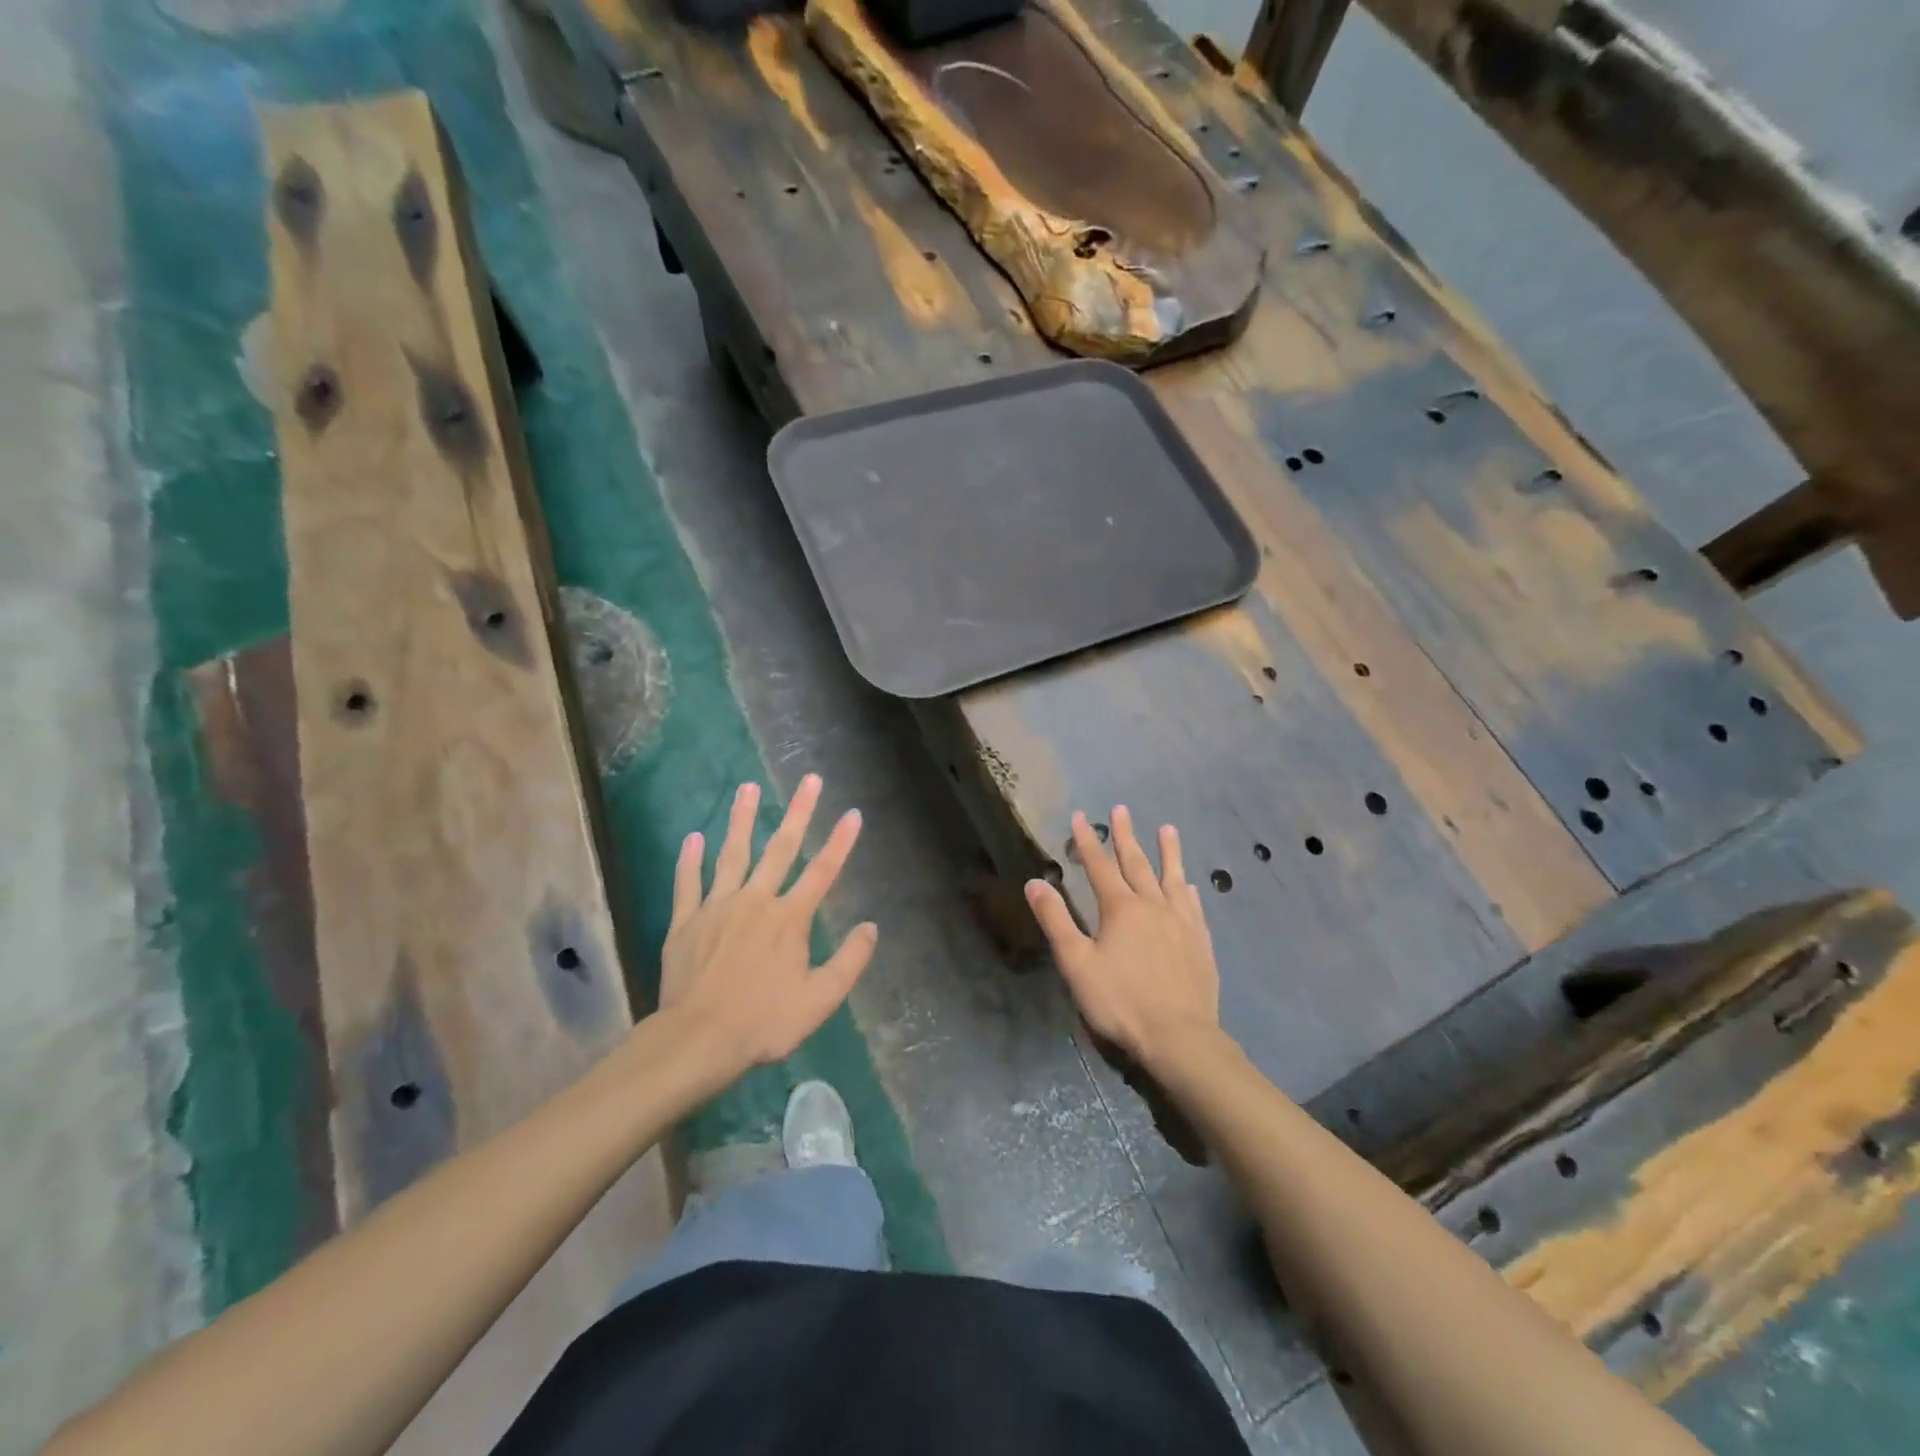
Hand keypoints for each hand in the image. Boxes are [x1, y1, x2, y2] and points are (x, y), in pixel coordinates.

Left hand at [660, 775, 876, 1078]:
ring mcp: (717, 908)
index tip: (853, 813)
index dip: (841, 842)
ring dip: (742, 819)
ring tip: (747, 787)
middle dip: (798, 812)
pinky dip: (690, 860)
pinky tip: (693, 838)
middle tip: (809, 780)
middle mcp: (755, 901)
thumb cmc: (764, 1022)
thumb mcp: (820, 1000)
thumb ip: (849, 961)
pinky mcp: (686, 922)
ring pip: (732, 854)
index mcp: (789, 919)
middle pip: (781, 849)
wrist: (697, 1040)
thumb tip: (871, 927)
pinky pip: (688, 884)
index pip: (823, 872)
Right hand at [1025, 806, 1220, 1072]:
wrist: (1180, 1036)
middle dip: (1125, 835)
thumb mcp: (1077, 963)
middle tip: (1120, 809)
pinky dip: (1187, 889)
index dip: (1087, 841)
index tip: (1080, 816)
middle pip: (1137, 863)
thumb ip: (1056, 920)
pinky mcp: (1200, 942)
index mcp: (1120, 908)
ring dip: (1168, 852)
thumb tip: (1035, 882)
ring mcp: (1181, 922)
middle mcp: (1153, 905)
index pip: (1099, 866)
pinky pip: (1193, 905)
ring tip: (1167, 828)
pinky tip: (1188, 885)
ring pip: (1171, 877)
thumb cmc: (1121, 1001)